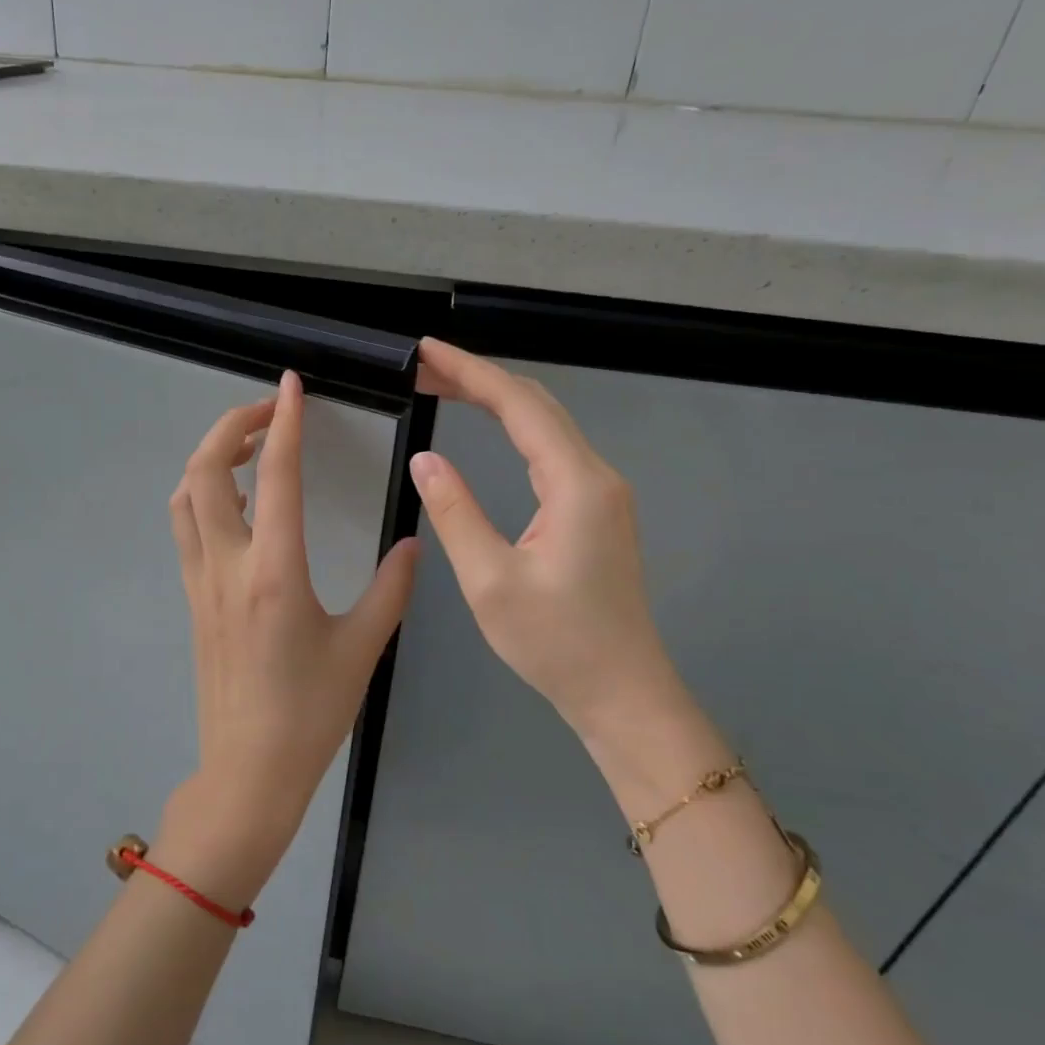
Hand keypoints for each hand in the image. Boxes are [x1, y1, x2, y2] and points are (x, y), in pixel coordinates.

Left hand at [165, 371, 419, 894]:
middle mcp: (227, 566)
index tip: (292, 386)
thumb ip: (391, 588)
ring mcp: (201, 581)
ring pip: (186, 496)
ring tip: (251, 448)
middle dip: (230, 426)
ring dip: (211, 458)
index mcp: (274, 572)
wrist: (248, 770)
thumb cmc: (310, 713)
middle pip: (204, 471)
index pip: (275, 475)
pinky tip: (240, 501)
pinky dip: (205, 493)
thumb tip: (413, 544)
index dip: (284, 421)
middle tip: (268, 412)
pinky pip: (188, 527)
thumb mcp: (363, 648)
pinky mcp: (192, 598)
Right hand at [408, 338, 690, 744]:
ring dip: (496, 399)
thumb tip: (427, 459)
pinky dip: (513, 427)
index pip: (518, 406)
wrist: (621, 692)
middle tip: (423, 367)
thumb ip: (455, 512)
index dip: (469, 371)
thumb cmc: (555, 642)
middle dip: (479, 377)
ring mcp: (601, 493)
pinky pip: (551, 450)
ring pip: (546, 424)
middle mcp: (596, 476)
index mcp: (575, 484)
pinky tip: (487, 428)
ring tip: (443, 387)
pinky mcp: (595, 511)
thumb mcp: (490, 580)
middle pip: (536, 405)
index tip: (425, 351)